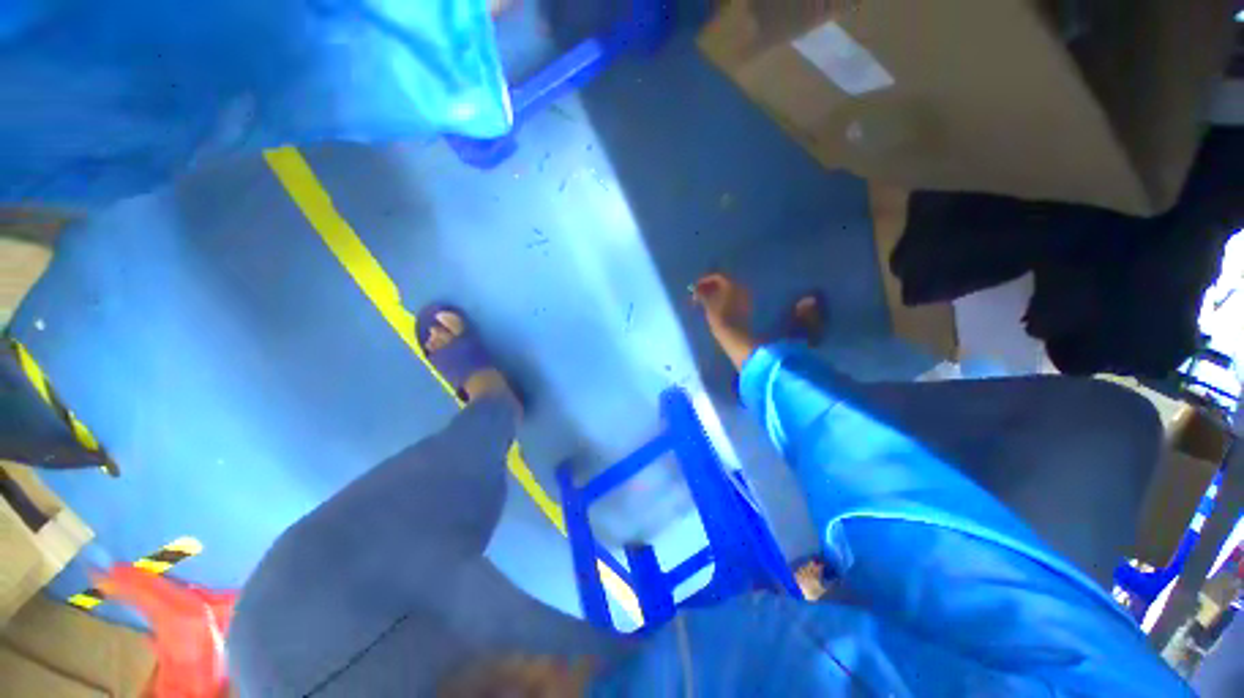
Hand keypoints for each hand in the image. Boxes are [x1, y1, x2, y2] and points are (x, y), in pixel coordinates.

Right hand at [692, 273, 757, 369]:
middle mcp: (740, 287)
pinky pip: (731, 298)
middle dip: (710, 287)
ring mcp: (744, 298)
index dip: (704, 280)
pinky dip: (722, 299)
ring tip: (703, 301)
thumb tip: (695, 289)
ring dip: (715, 293)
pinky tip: (713, 307)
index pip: (717, 277)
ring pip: (727, 291)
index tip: (695, 287)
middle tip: (698, 294)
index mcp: (732, 284)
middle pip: (723, 283)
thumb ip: (701, 293)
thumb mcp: (707, 303)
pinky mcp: (744, 307)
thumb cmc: (719, 317)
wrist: (734, 334)